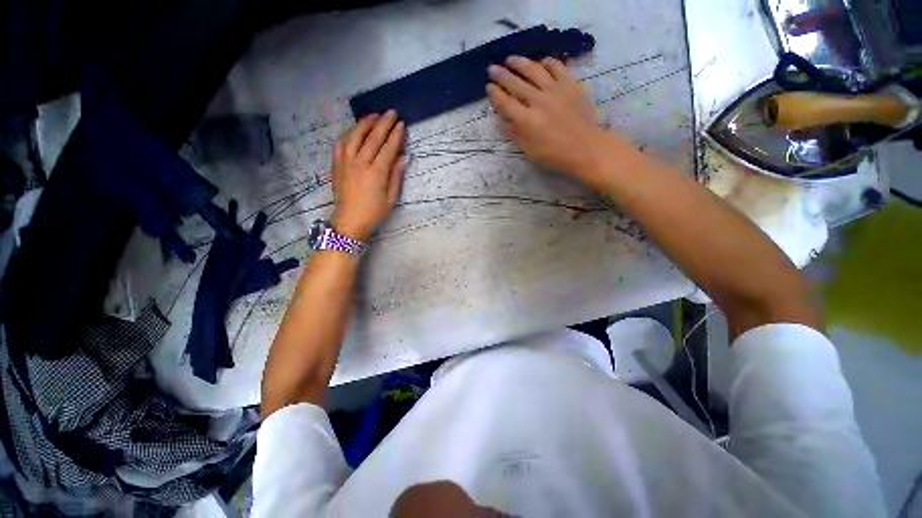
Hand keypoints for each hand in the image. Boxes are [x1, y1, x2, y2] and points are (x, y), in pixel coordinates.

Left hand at [331, 110, 406, 241]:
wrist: (349, 220)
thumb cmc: (374, 212)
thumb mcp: (391, 197)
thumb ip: (396, 175)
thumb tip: (404, 157)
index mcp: (376, 173)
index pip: (388, 148)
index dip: (396, 135)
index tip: (401, 124)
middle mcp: (360, 162)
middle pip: (373, 137)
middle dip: (383, 123)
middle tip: (391, 112)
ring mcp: (346, 161)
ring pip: (355, 135)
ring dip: (365, 123)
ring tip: (374, 115)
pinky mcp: (336, 163)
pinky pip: (342, 142)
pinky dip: (350, 133)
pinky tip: (356, 129)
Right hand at [487, 56, 611, 182]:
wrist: (585, 147)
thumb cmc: (554, 153)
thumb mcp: (529, 150)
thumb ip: (514, 133)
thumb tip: (500, 120)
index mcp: (526, 120)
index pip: (505, 103)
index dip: (495, 94)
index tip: (489, 87)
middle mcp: (538, 101)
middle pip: (515, 83)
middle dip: (501, 75)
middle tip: (492, 68)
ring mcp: (555, 90)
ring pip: (533, 70)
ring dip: (519, 63)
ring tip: (510, 59)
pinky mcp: (570, 84)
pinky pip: (556, 66)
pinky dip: (546, 62)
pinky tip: (540, 62)